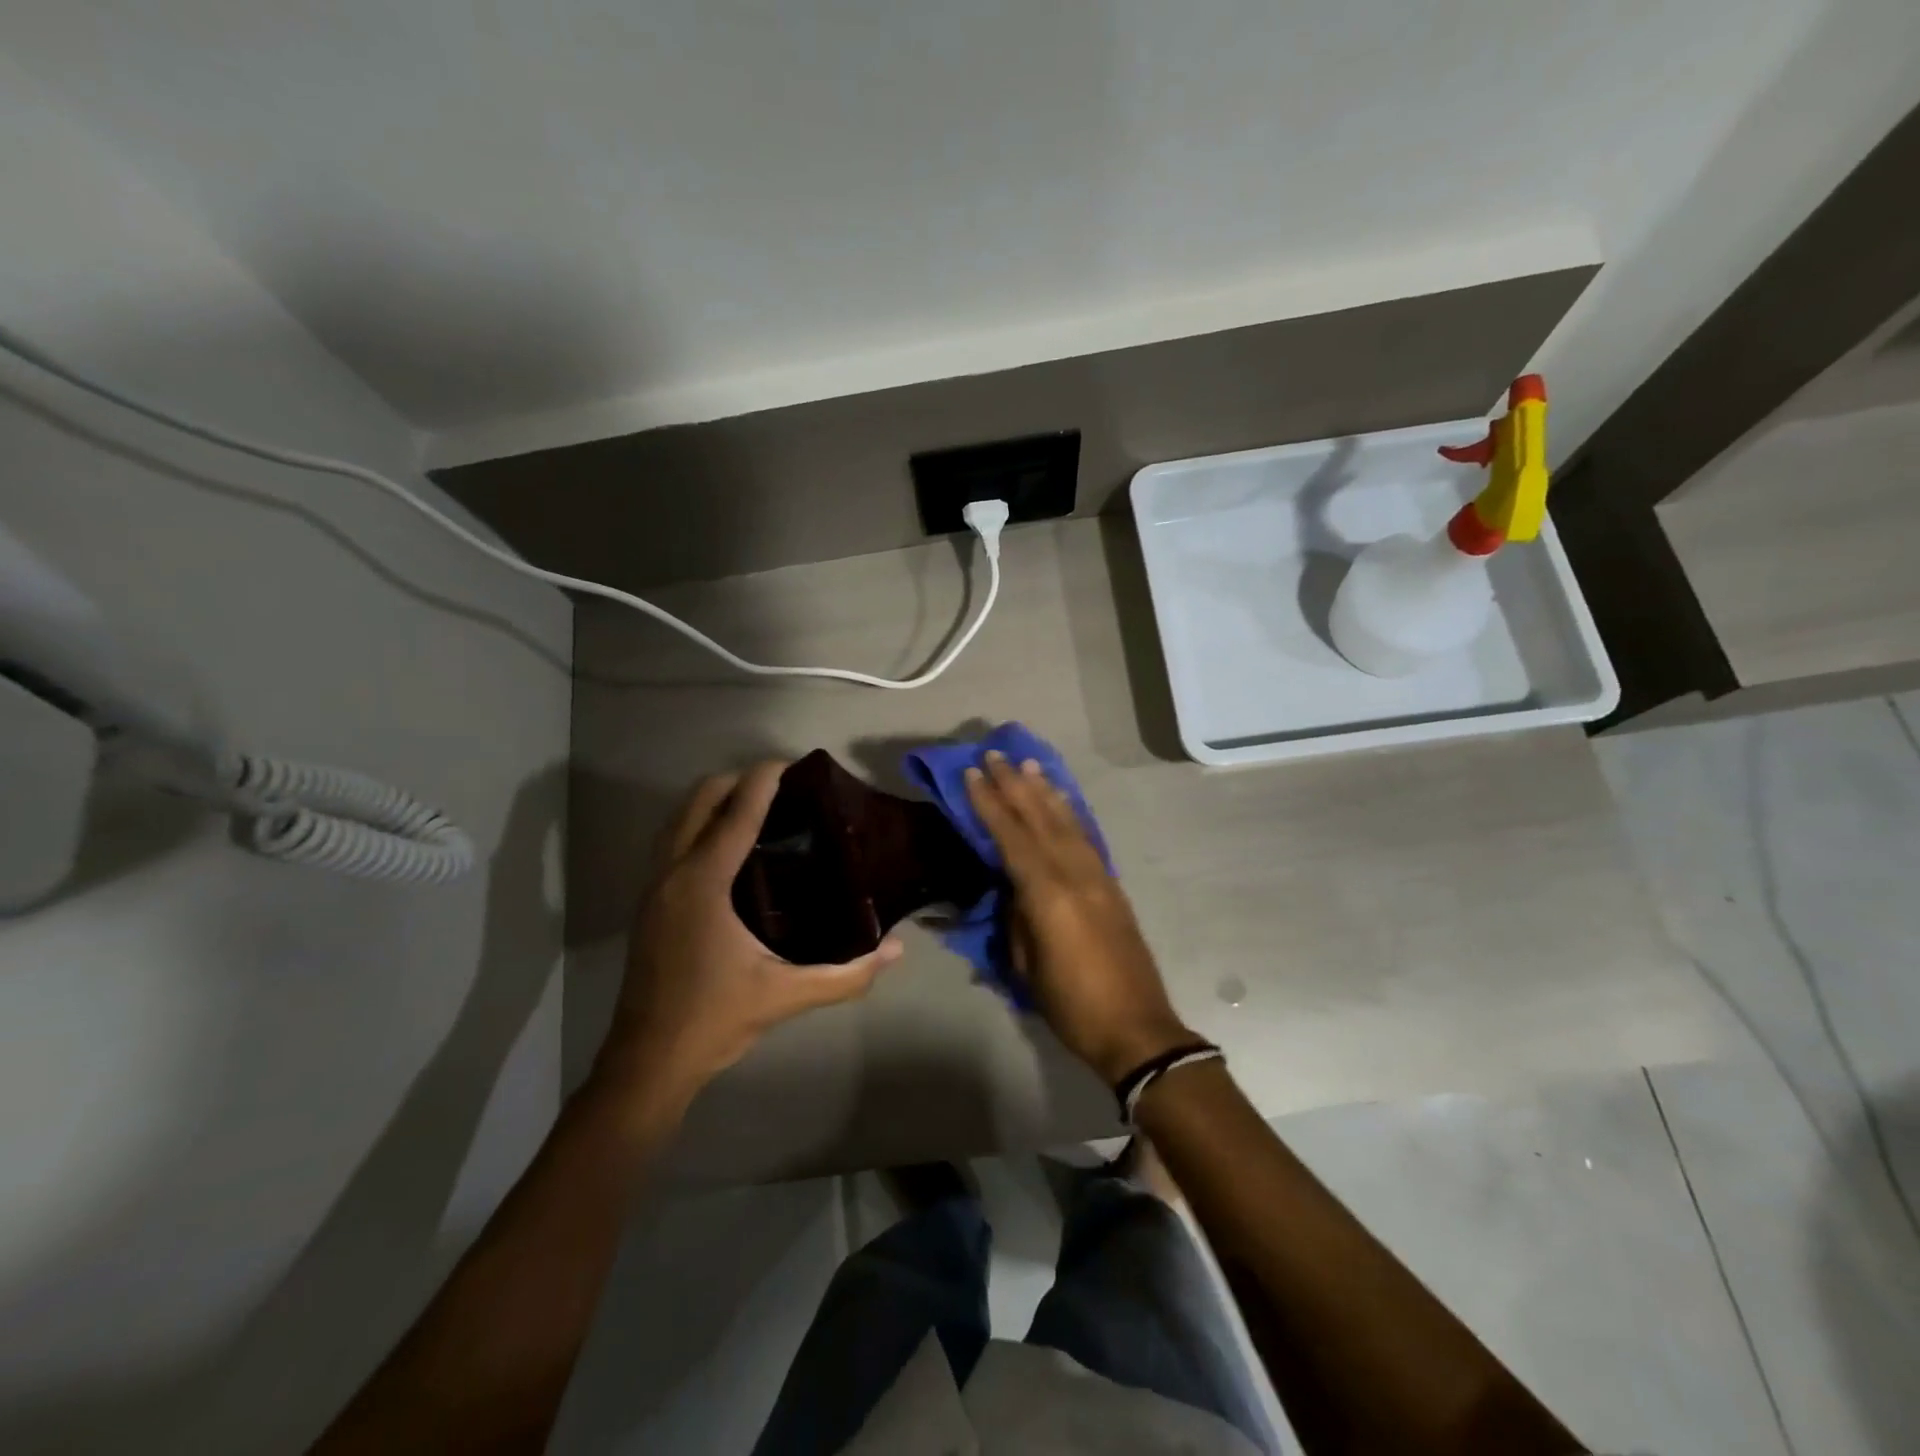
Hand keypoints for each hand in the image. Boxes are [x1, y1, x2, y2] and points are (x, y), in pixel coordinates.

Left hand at [596, 761, 902, 1108]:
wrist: (647, 1061)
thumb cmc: (715, 1020)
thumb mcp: (786, 995)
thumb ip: (846, 974)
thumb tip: (895, 950)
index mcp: (703, 883)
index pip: (736, 813)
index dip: (764, 780)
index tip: (792, 763)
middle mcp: (673, 872)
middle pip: (700, 799)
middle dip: (737, 781)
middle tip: (781, 788)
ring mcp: (654, 886)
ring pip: (679, 817)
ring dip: (714, 800)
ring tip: (757, 807)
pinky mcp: (649, 902)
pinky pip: (673, 840)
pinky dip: (699, 824)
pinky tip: (729, 847)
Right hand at [965, 751, 1193, 1083]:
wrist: (1136, 1028)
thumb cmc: (1071, 1004)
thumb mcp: (1027, 966)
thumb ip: (1017, 917)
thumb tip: (1013, 888)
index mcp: (1048, 894)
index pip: (1011, 836)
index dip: (989, 803)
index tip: (973, 773)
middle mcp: (1075, 874)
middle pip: (1040, 819)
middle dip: (1015, 784)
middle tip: (996, 755)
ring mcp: (1098, 877)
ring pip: (1067, 822)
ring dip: (1045, 791)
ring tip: (1029, 765)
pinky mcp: (1113, 886)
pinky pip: (1086, 838)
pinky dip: (1070, 814)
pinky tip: (1062, 802)